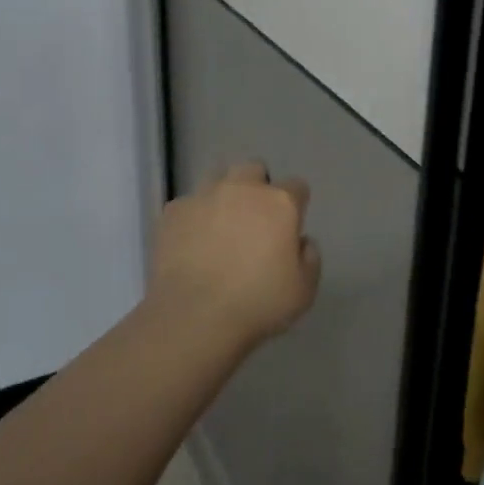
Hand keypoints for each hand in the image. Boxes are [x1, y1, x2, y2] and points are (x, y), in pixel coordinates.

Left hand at [148, 161, 321, 347]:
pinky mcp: (173, 211)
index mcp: (280, 203)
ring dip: (223, 195)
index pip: (296, 186)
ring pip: (217, 178)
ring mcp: (204, 196)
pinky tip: (191, 243)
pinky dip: (193, 217)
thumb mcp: (304, 290)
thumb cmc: (258, 303)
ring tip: (219, 226)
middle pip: (254, 169)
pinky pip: (188, 204)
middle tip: (254, 220)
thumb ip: (310, 258)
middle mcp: (242, 188)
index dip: (295, 205)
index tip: (289, 227)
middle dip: (257, 187)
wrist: (195, 315)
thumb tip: (301, 241)